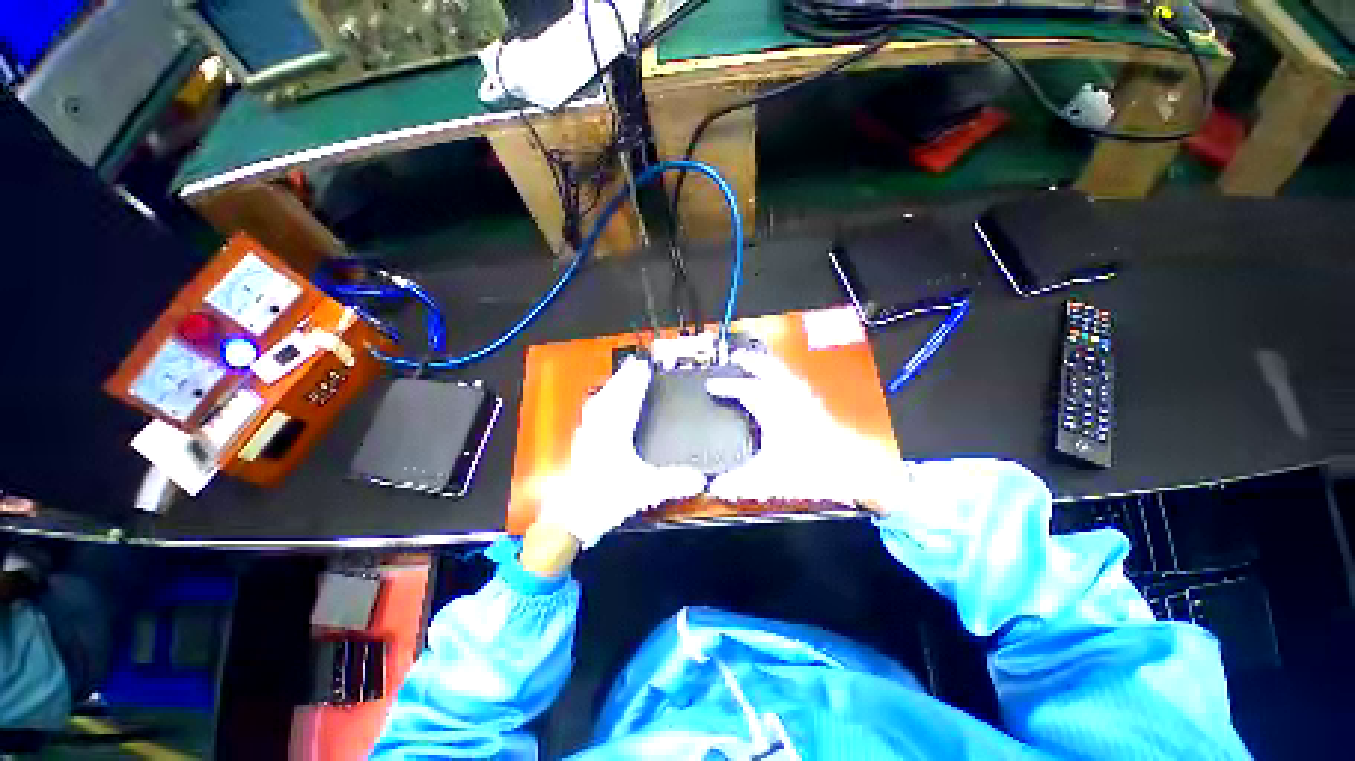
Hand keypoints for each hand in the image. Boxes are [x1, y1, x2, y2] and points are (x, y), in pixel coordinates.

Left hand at [536, 358, 706, 547]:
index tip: (644, 366)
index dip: (636, 381)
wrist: (570, 518)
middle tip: (633, 363)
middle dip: (623, 377)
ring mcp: (588, 435)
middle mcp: (599, 428)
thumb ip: (673, 482)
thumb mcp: (645, 490)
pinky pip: (593, 414)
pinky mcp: (582, 444)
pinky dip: (601, 403)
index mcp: (614, 433)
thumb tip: (700, 479)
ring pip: (600, 402)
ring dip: (611, 387)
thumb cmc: (604, 499)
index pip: (627, 399)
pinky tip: (601, 406)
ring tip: (620, 378)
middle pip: (612, 394)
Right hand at [706, 350, 910, 511]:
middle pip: (768, 369)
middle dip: (751, 361)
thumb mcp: (769, 477)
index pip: (745, 389)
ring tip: (759, 362)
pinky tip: (786, 384)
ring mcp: (804, 401)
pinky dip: (786, 377)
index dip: (726, 386)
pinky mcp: (815, 407)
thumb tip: (716, 487)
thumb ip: (739, 483)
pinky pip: (796, 383)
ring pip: (784, 373)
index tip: (711, 385)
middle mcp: (790, 400)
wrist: (848, 468)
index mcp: (774, 410)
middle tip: (738, 356)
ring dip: (769, 365)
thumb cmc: (811, 468)